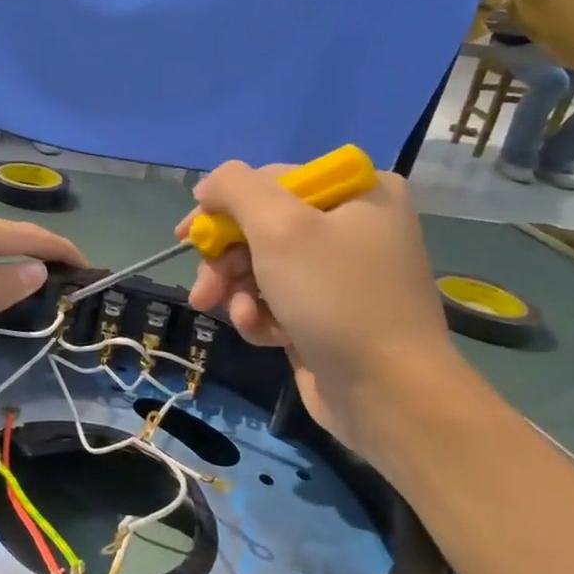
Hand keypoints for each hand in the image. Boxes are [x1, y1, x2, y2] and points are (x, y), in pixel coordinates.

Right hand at [179, 163, 460, 450]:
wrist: (387, 392)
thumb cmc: (335, 297)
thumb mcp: (279, 227)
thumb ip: (235, 189)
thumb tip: (208, 187)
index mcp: (356, 190)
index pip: (269, 181)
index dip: (223, 207)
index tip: (186, 237)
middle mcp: (353, 223)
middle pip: (261, 227)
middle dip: (225, 260)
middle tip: (204, 289)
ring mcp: (341, 271)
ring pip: (262, 266)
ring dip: (238, 291)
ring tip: (235, 316)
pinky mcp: (328, 311)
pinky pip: (277, 299)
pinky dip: (261, 315)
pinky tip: (264, 335)